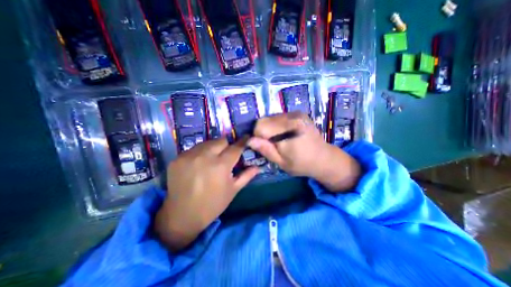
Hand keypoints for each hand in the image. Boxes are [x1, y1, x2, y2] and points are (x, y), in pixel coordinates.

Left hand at [155, 138, 259, 251]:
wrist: (182, 216)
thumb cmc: (213, 204)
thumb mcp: (233, 190)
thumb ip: (246, 175)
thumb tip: (258, 166)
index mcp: (221, 166)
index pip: (236, 147)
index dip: (243, 142)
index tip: (246, 138)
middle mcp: (205, 156)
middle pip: (221, 140)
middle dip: (226, 146)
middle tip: (225, 155)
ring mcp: (189, 156)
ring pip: (207, 143)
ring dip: (213, 148)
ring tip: (211, 160)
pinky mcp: (177, 158)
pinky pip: (194, 149)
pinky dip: (200, 154)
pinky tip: (198, 165)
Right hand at [246, 112, 358, 191]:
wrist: (324, 158)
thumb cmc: (302, 164)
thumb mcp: (281, 162)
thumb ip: (266, 150)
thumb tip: (249, 140)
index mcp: (290, 130)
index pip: (261, 125)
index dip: (257, 136)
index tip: (264, 146)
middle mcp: (293, 117)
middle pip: (265, 119)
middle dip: (263, 132)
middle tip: (272, 144)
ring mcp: (296, 113)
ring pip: (271, 117)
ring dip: (270, 128)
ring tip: (279, 139)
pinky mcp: (298, 113)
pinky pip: (279, 117)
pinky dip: (276, 125)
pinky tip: (285, 134)